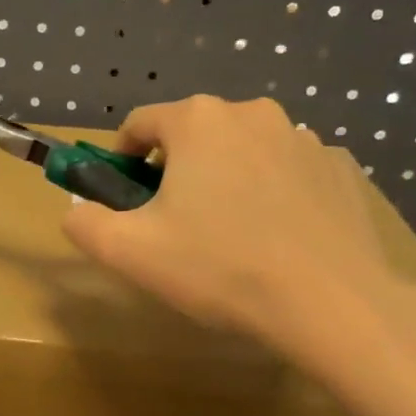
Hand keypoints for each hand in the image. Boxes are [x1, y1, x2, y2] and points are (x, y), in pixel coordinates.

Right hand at [62, 95, 415, 397]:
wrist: (330, 302)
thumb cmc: (218, 268)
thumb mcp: (128, 252)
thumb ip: (85, 223)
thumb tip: (75, 210)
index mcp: (197, 121)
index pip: (140, 123)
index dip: (122, 158)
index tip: (124, 197)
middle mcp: (252, 112)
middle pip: (193, 134)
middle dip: (175, 170)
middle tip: (174, 225)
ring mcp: (304, 137)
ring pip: (243, 152)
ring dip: (225, 180)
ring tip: (229, 237)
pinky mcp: (340, 168)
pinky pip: (288, 172)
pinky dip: (272, 193)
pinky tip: (276, 239)